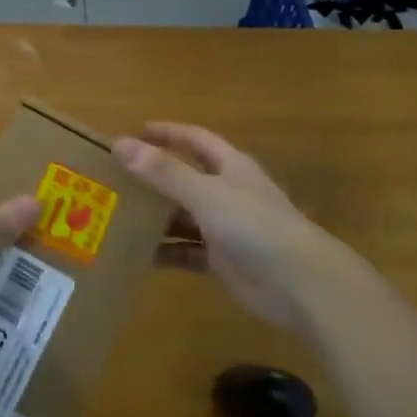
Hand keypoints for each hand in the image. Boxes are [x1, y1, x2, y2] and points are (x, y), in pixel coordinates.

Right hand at [115, 123, 340, 330]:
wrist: (300, 284)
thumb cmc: (254, 225)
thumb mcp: (205, 194)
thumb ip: (164, 172)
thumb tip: (120, 144)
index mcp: (230, 166)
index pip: (195, 139)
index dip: (168, 133)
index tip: (135, 132)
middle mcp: (228, 192)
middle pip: (186, 178)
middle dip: (154, 177)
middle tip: (116, 178)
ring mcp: (226, 228)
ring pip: (184, 216)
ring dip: (156, 217)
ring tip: (118, 216)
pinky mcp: (224, 261)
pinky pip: (188, 252)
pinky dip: (167, 252)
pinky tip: (139, 255)